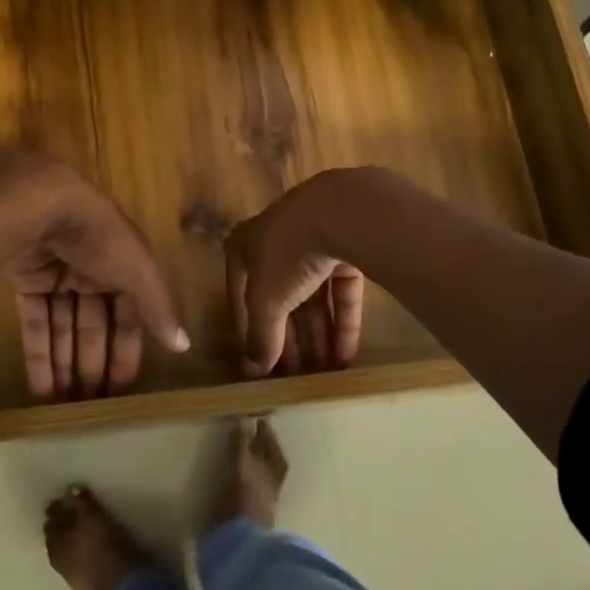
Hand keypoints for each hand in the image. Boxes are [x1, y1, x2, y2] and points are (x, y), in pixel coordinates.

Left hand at [5, 166, 188, 399]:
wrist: (42, 203)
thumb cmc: (100, 237)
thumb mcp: (138, 271)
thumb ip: (158, 309)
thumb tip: (184, 346)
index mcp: (126, 267)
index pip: (130, 317)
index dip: (127, 352)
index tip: (122, 391)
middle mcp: (94, 272)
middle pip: (95, 327)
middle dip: (93, 365)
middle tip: (88, 406)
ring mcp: (58, 277)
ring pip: (64, 328)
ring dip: (65, 366)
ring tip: (63, 407)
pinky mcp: (28, 281)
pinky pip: (36, 322)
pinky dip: (39, 354)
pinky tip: (40, 389)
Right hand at [224, 173, 366, 378]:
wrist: (343, 212)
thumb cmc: (287, 254)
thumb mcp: (266, 301)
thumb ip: (261, 335)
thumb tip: (256, 368)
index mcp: (244, 246)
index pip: (241, 297)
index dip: (249, 333)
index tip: (260, 366)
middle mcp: (276, 241)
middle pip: (281, 299)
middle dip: (290, 339)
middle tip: (297, 376)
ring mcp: (314, 242)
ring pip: (314, 297)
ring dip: (318, 336)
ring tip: (325, 374)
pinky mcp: (348, 246)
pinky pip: (341, 290)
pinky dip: (343, 321)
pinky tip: (346, 356)